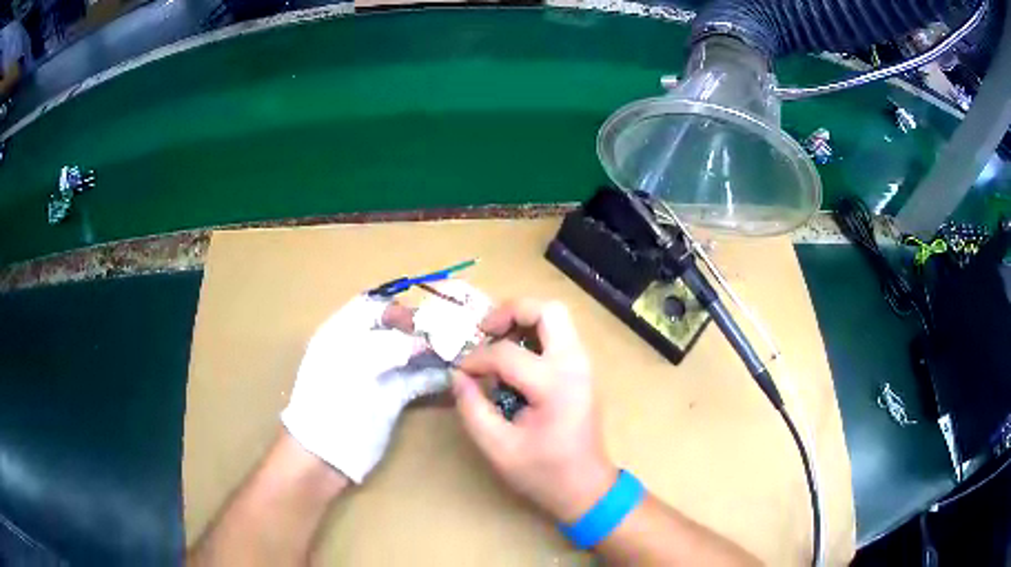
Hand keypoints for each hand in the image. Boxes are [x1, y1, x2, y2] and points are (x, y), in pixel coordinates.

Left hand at [281, 295, 448, 482]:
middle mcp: (360, 349)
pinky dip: (435, 377)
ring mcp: (377, 375)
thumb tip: (423, 340)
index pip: (371, 307)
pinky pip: (417, 380)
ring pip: (410, 354)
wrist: (326, 454)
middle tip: (455, 333)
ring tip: (461, 352)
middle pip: (395, 330)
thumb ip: (388, 347)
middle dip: (423, 329)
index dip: (398, 308)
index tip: (426, 314)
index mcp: (341, 333)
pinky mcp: (392, 398)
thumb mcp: (353, 367)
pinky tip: (453, 375)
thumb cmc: (330, 404)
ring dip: (434, 352)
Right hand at [451, 299, 618, 522]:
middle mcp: (575, 365)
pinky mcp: (582, 369)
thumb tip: (459, 376)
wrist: (586, 487)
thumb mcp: (498, 448)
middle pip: (548, 310)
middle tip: (485, 330)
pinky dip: (533, 334)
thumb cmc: (543, 473)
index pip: (507, 354)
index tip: (461, 374)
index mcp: (556, 386)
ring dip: (523, 320)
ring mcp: (583, 364)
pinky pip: (559, 334)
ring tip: (495, 340)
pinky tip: (513, 355)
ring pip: (556, 317)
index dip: (476, 360)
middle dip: (512, 311)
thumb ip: (473, 408)